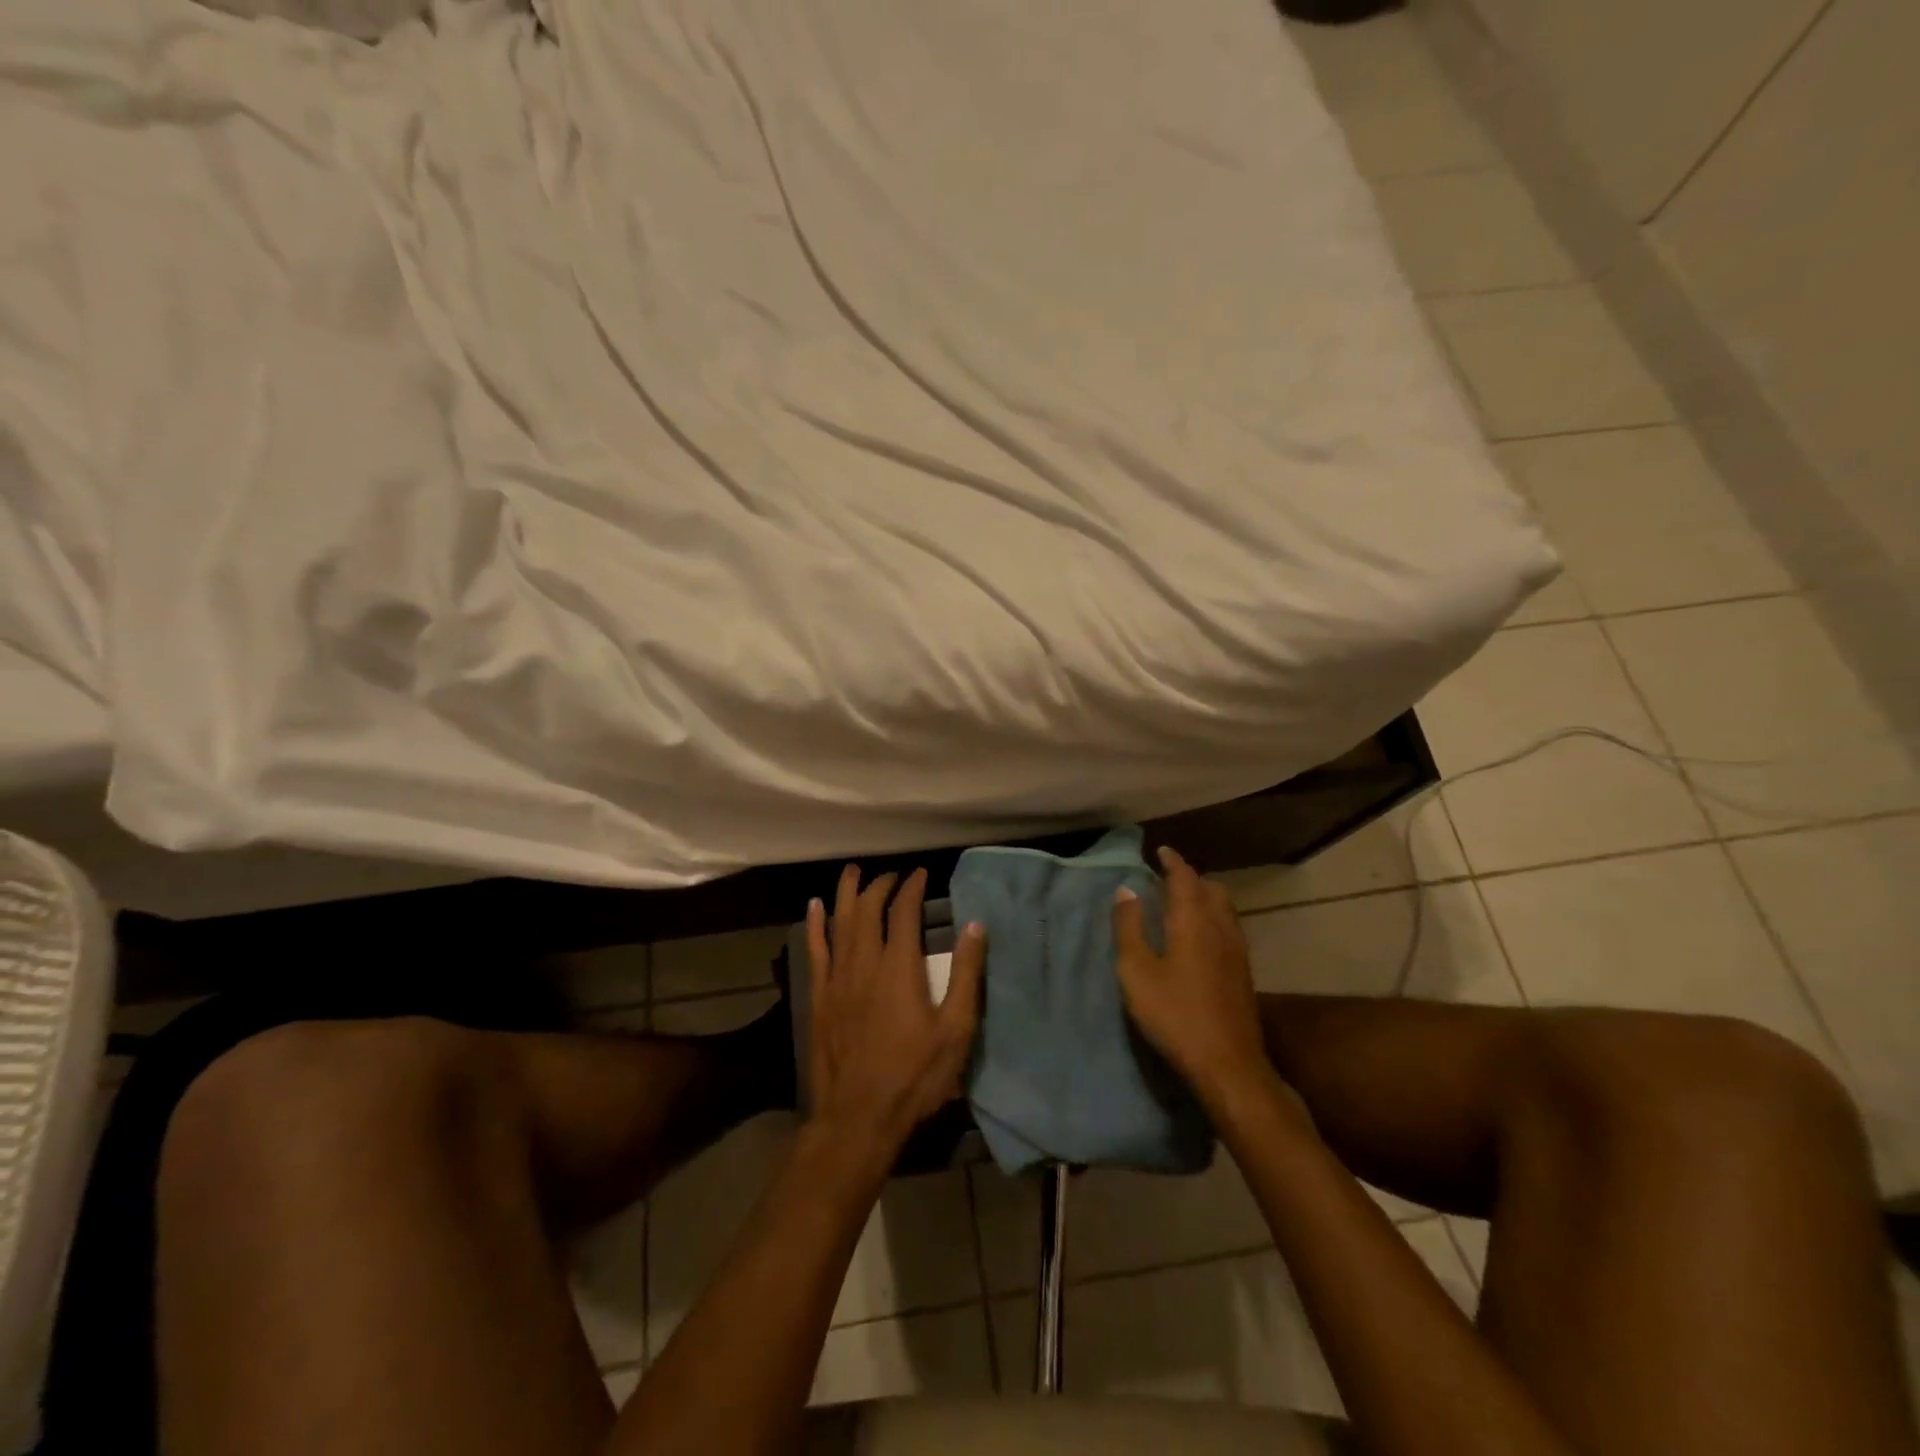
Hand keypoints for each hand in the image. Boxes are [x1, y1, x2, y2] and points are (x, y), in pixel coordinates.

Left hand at [805, 865, 985, 1151]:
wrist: (859, 1117)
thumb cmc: (915, 1075)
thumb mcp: (956, 1029)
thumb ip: (966, 974)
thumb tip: (976, 925)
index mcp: (899, 967)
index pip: (904, 912)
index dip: (912, 888)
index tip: (921, 874)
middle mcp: (865, 962)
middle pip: (867, 909)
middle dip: (880, 886)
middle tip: (892, 875)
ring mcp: (837, 979)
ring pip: (839, 922)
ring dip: (846, 893)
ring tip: (852, 871)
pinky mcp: (819, 997)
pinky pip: (815, 951)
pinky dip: (815, 925)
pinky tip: (814, 906)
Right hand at [1113, 846, 1270, 1101]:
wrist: (1228, 1064)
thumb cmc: (1175, 1013)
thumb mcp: (1137, 971)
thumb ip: (1130, 928)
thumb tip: (1126, 890)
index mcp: (1193, 920)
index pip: (1185, 877)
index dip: (1172, 862)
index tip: (1160, 851)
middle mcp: (1220, 927)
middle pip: (1211, 889)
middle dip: (1191, 878)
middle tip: (1168, 878)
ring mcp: (1237, 951)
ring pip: (1224, 909)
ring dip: (1205, 897)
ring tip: (1184, 903)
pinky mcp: (1244, 973)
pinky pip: (1229, 928)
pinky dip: (1214, 918)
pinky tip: (1201, 938)